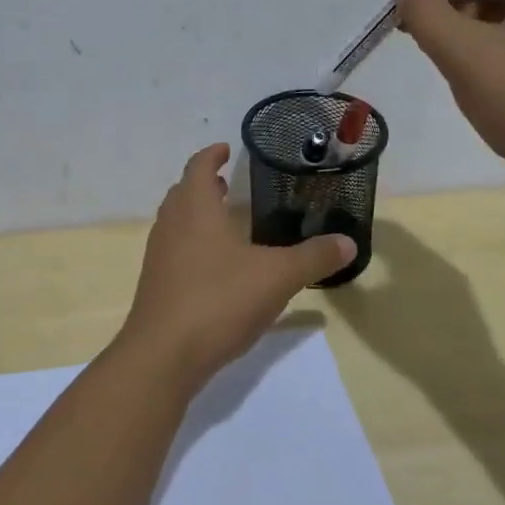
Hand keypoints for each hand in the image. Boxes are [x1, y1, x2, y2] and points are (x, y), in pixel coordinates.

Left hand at [120, 144, 354, 386]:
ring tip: (224, 221)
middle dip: (203, 184)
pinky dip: (192, 244)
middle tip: (227, 184)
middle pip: (183, 192)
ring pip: (176, 222)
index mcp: (195, 208)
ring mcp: (159, 255)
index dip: (212, 155)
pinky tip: (216, 267)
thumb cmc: (218, 299)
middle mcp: (171, 224)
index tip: (225, 149)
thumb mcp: (276, 276)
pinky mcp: (156, 284)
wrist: (163, 354)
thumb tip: (348, 242)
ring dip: (196, 214)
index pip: (198, 166)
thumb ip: (313, 257)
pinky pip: (174, 250)